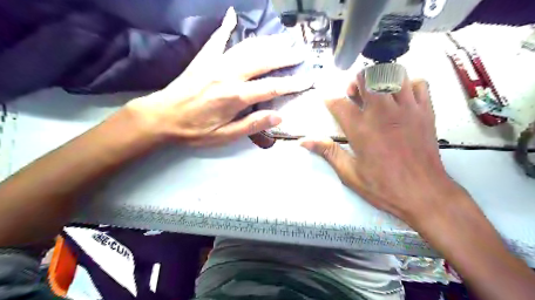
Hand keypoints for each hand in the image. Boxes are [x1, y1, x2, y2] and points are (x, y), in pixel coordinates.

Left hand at [125, 6, 311, 146]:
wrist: (161, 117)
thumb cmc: (194, 131)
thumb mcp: (225, 136)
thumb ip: (252, 125)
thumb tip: (278, 116)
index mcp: (235, 96)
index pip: (272, 87)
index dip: (292, 83)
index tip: (308, 79)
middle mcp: (228, 75)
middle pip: (263, 60)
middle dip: (285, 56)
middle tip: (301, 52)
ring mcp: (215, 63)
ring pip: (247, 47)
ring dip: (267, 42)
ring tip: (283, 38)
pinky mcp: (203, 59)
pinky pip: (218, 39)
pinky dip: (227, 27)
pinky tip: (233, 15)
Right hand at [303, 72, 466, 226]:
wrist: (425, 194)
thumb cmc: (383, 187)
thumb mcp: (350, 173)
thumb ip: (327, 152)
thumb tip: (304, 141)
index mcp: (360, 129)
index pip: (338, 102)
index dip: (329, 99)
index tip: (329, 102)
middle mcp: (382, 113)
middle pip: (367, 77)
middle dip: (356, 81)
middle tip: (354, 94)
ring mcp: (407, 109)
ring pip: (393, 74)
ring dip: (381, 79)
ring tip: (377, 93)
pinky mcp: (426, 111)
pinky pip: (419, 83)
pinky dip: (408, 84)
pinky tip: (401, 98)